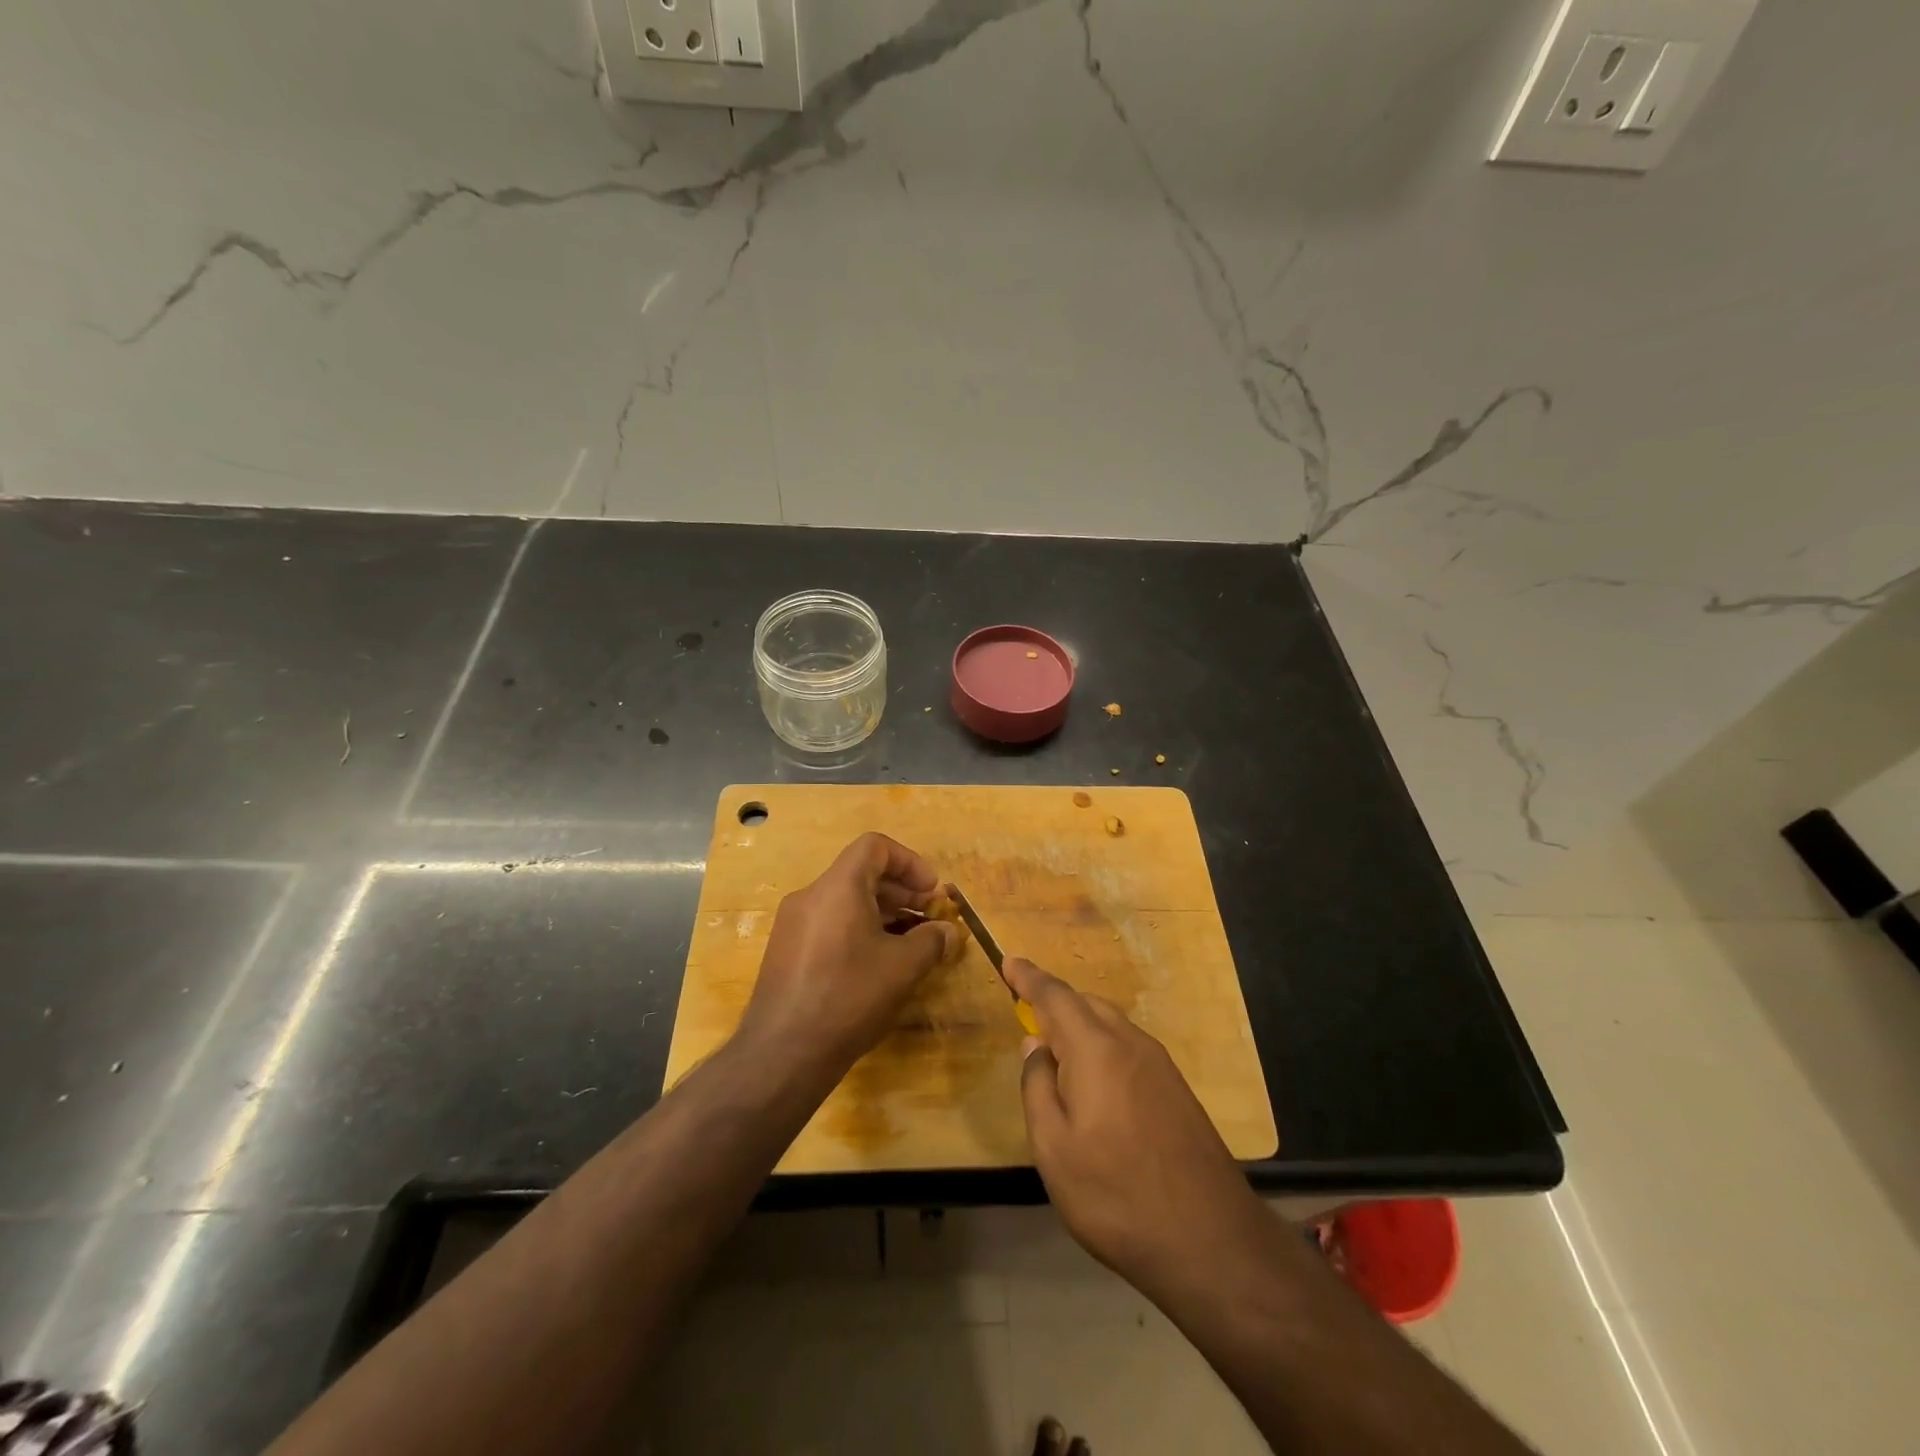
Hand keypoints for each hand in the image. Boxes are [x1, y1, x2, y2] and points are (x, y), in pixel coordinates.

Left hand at [737, 832, 959, 1078]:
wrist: (782, 1053)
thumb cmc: (848, 997)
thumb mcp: (902, 968)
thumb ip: (931, 941)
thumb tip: (948, 933)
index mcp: (838, 887)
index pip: (875, 847)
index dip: (910, 862)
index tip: (932, 891)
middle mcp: (811, 896)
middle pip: (861, 874)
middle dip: (901, 891)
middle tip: (930, 918)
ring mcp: (794, 925)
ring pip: (846, 901)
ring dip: (883, 913)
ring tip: (910, 943)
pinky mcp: (786, 952)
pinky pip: (830, 924)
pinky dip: (859, 930)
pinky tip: (878, 964)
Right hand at [1007, 957, 1272, 1298]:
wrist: (1211, 1241)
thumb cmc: (1116, 1195)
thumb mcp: (1053, 1148)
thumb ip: (1037, 1087)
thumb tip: (1035, 1045)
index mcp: (1095, 1049)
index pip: (1055, 996)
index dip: (1029, 977)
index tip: (1009, 961)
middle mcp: (1130, 1043)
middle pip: (1086, 1004)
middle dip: (1054, 1002)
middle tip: (1027, 1016)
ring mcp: (1160, 1065)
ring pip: (1110, 1024)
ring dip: (1080, 1025)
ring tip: (1057, 1052)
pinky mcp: (1177, 1089)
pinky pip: (1129, 1047)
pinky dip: (1103, 1046)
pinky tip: (1096, 1083)